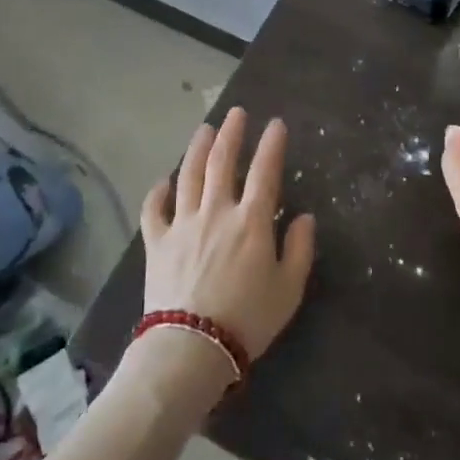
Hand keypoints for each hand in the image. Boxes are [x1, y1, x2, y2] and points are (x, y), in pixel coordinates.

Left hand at [140, 107, 315, 369]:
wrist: (191, 346)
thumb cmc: (248, 319)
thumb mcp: (289, 289)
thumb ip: (300, 249)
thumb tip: (305, 217)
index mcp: (251, 221)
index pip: (265, 172)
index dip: (272, 145)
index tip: (276, 124)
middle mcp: (216, 211)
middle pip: (223, 162)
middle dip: (232, 133)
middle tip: (236, 113)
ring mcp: (182, 224)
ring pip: (189, 175)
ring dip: (197, 149)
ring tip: (205, 129)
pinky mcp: (157, 242)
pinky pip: (154, 209)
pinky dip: (158, 191)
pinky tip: (164, 180)